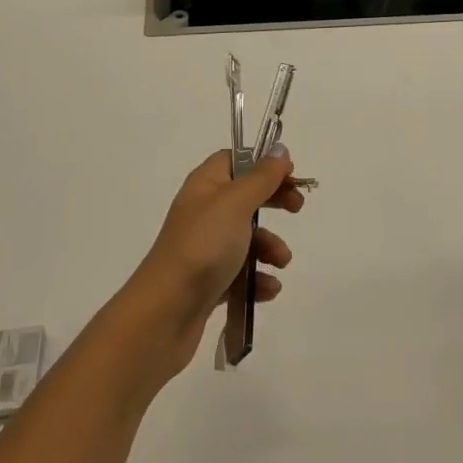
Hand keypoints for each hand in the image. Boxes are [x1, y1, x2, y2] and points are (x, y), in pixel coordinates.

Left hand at [122, 150, 303, 378]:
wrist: (164, 313)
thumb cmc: (203, 247)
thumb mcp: (236, 204)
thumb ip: (261, 177)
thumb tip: (279, 149)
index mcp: (205, 186)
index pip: (233, 160)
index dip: (262, 163)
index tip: (289, 173)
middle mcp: (203, 212)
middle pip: (245, 197)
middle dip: (274, 202)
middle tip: (297, 207)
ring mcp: (205, 249)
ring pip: (246, 238)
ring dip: (270, 247)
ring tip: (281, 262)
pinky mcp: (208, 282)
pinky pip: (241, 273)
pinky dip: (257, 278)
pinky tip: (267, 289)